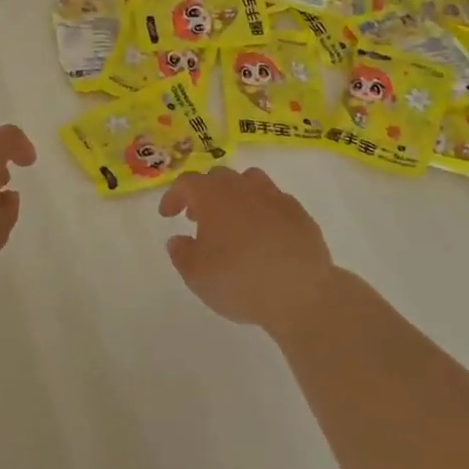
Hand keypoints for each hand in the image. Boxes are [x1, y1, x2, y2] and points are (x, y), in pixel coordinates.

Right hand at [157, 167, 336, 334]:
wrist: (301, 291)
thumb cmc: (239, 280)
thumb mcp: (196, 275)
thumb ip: (181, 254)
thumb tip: (178, 240)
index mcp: (213, 196)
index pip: (187, 183)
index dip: (174, 196)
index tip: (168, 215)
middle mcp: (243, 187)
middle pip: (218, 177)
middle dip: (204, 193)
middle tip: (198, 218)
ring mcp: (274, 196)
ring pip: (250, 181)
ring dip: (235, 195)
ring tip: (232, 220)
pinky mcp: (298, 213)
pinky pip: (274, 201)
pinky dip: (263, 210)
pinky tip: (264, 234)